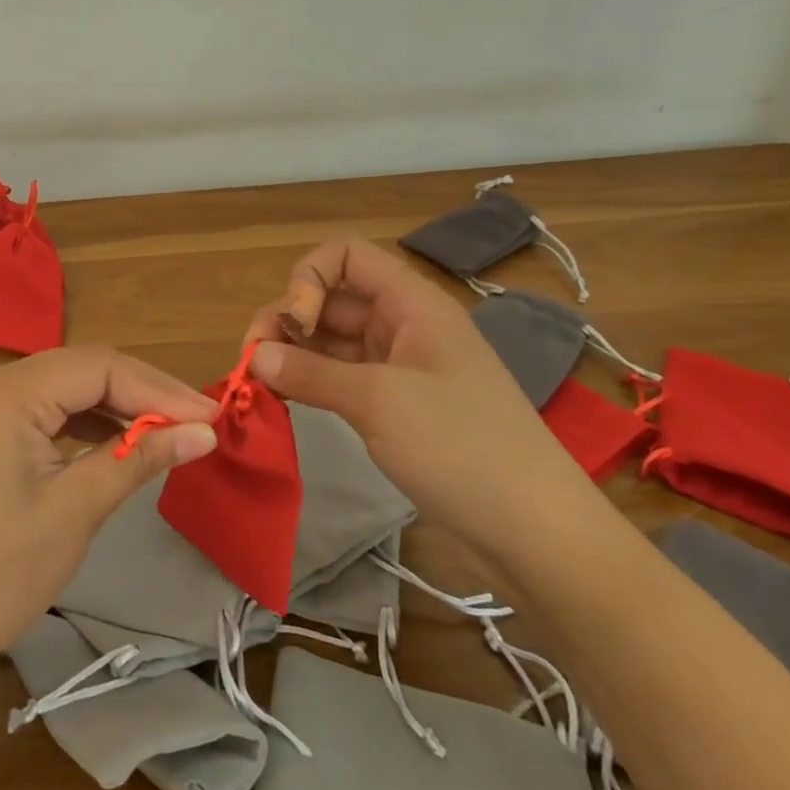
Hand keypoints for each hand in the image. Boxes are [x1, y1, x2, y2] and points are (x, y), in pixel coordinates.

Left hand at [0, 347, 217, 695]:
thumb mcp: (76, 510)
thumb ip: (139, 457)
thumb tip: (204, 432)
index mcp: (5, 393)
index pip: (98, 366)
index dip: (159, 388)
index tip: (210, 416)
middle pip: (80, 368)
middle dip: (141, 392)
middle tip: (197, 422)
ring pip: (63, 386)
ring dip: (115, 405)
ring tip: (168, 430)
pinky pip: (42, 408)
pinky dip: (82, 421)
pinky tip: (118, 439)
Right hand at [244, 237, 598, 565]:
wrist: (535, 533)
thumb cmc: (461, 446)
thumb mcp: (378, 402)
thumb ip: (309, 372)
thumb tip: (257, 358)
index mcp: (411, 304)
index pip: (346, 256)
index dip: (309, 278)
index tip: (294, 324)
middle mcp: (403, 325)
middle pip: (331, 298)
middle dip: (287, 320)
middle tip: (254, 362)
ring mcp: (399, 367)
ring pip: (331, 340)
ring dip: (293, 353)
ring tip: (261, 384)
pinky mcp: (395, 405)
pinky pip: (340, 376)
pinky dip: (310, 381)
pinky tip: (285, 399)